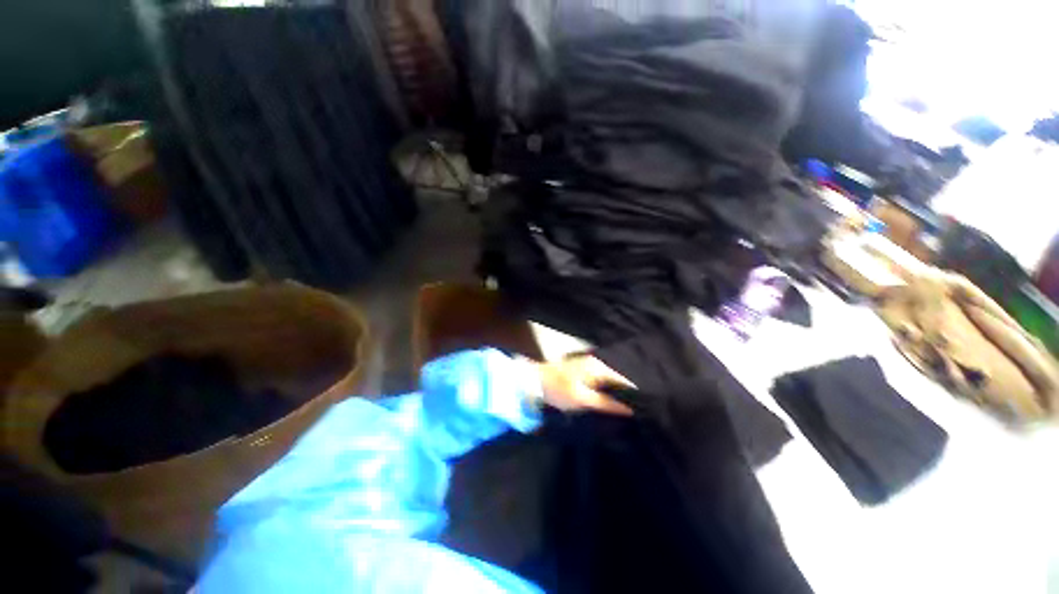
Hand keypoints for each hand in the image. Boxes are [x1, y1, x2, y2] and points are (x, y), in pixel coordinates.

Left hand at [536, 355, 634, 415]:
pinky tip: (616, 402)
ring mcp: (594, 365)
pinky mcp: (589, 371)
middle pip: (623, 378)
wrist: (536, 380)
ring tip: (632, 409)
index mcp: (600, 366)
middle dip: (631, 394)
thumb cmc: (559, 389)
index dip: (639, 393)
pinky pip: (606, 381)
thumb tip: (632, 409)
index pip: (628, 378)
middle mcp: (600, 362)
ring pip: (615, 380)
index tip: (647, 408)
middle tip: (641, 411)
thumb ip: (607, 403)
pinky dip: (611, 391)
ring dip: (621, 393)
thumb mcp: (583, 399)